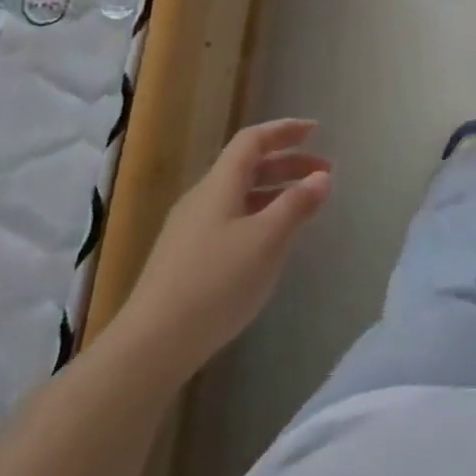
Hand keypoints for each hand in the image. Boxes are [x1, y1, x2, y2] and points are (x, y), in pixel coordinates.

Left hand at [122, 119, 331, 373]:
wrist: (152, 345)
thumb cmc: (216, 282)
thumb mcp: (267, 240)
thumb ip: (296, 204)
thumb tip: (321, 176)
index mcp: (219, 185)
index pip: (252, 141)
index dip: (284, 130)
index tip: (316, 130)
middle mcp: (202, 199)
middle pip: (247, 166)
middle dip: (287, 163)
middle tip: (324, 172)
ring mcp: (190, 230)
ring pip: (239, 195)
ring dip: (275, 191)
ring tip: (304, 206)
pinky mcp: (186, 258)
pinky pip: (231, 219)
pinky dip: (259, 215)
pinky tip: (271, 241)